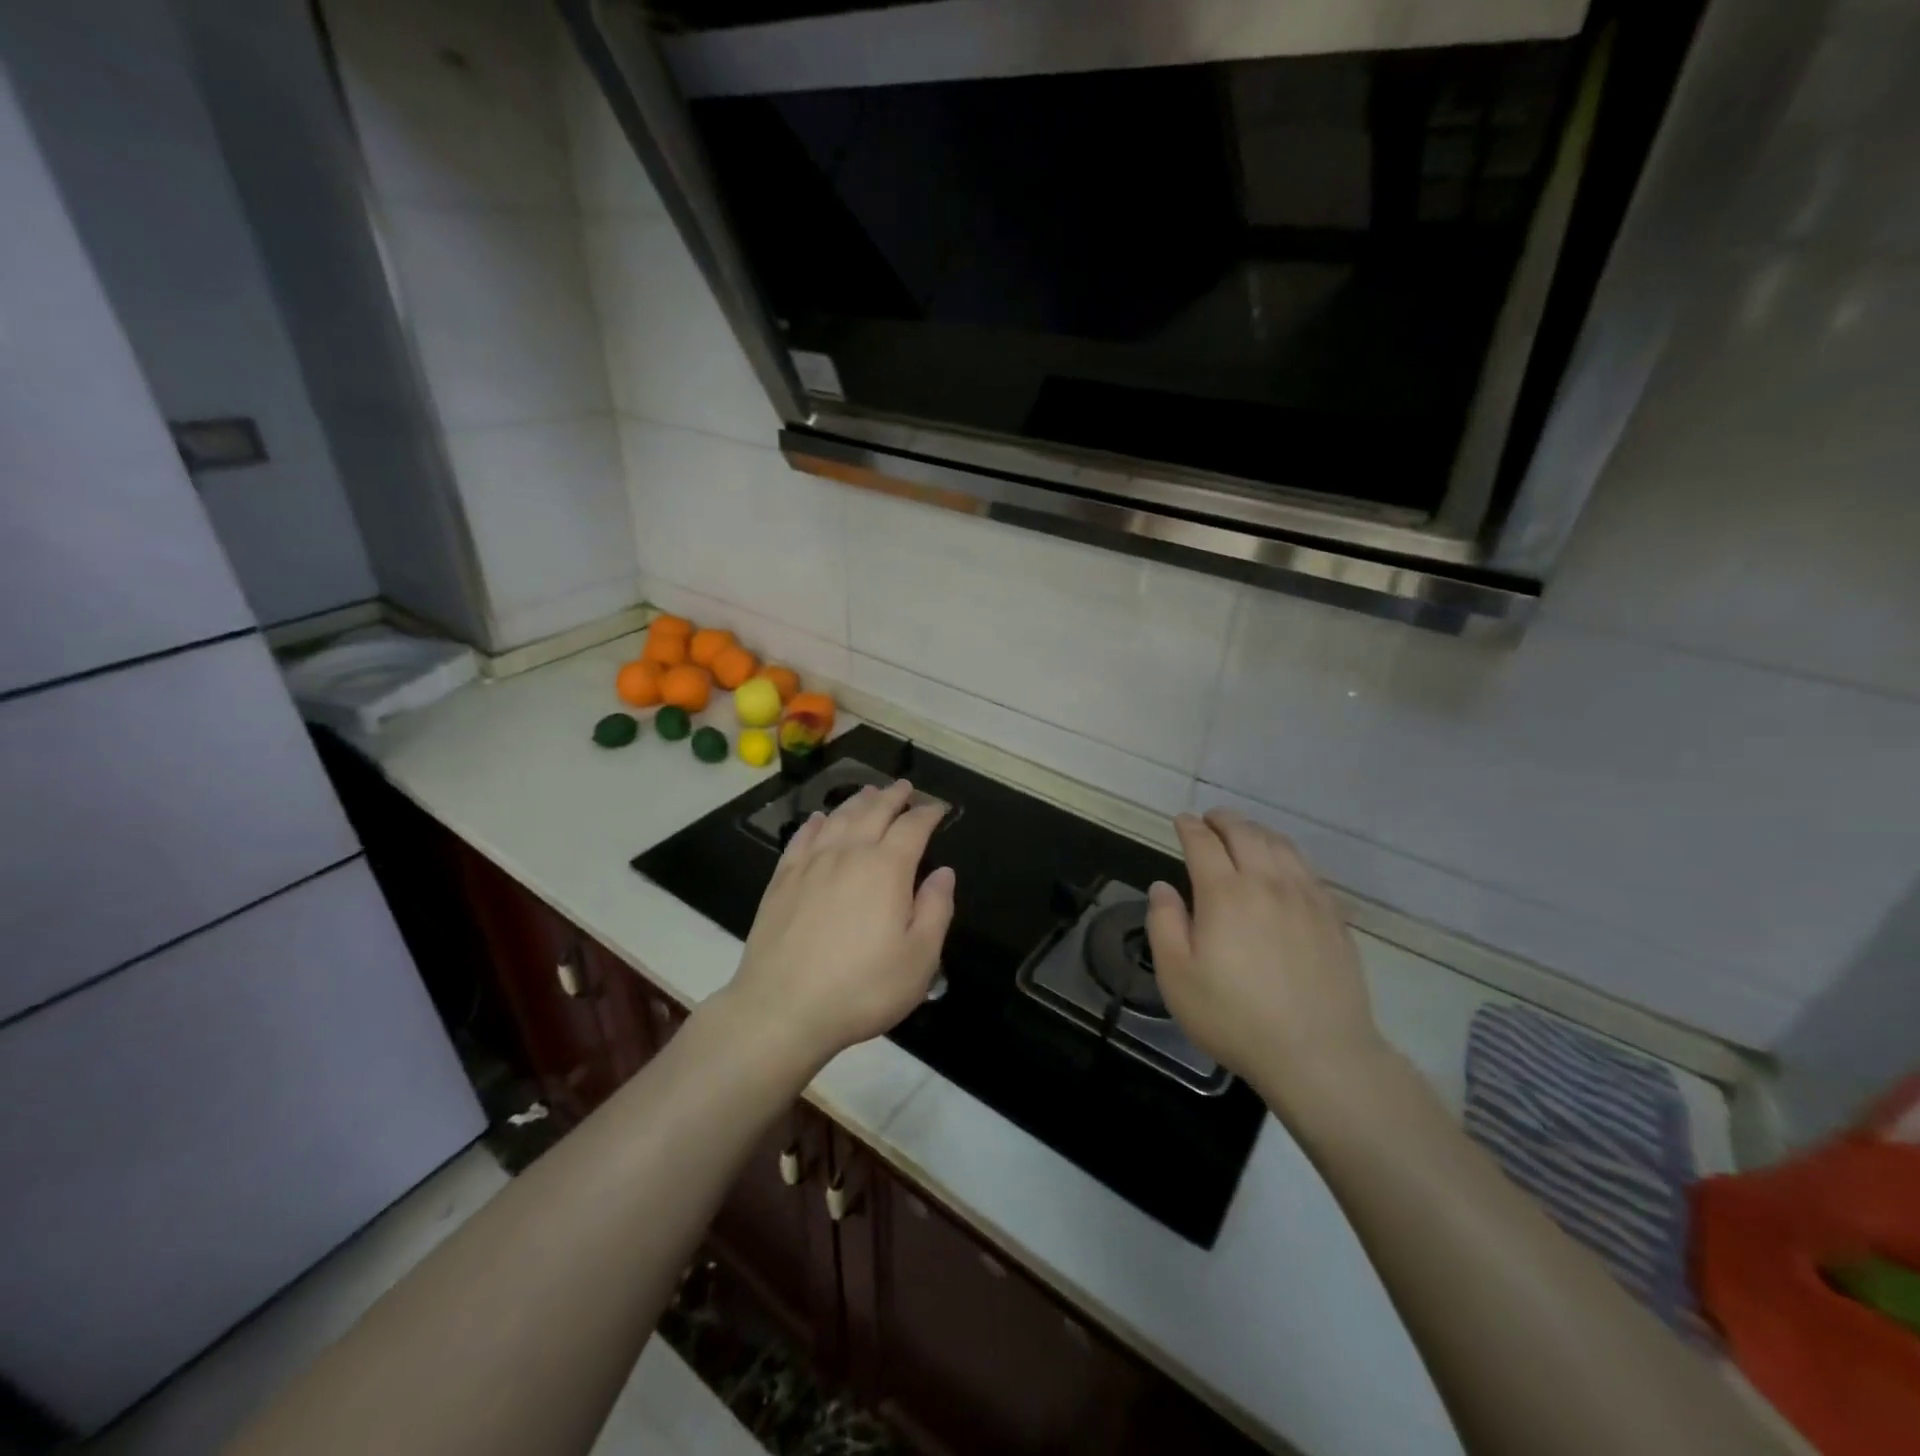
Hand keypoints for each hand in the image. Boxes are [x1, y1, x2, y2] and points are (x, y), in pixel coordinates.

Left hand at [727, 780, 954, 1072]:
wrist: (782, 1008)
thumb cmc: (861, 988)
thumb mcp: (919, 959)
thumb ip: (936, 910)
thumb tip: (943, 872)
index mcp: (887, 869)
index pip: (912, 827)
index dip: (928, 813)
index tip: (938, 808)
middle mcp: (848, 854)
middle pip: (873, 812)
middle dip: (893, 797)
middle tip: (904, 787)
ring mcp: (810, 865)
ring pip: (837, 818)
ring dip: (857, 801)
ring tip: (869, 792)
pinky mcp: (782, 881)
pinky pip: (801, 838)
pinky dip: (814, 823)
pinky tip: (817, 819)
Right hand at [1146, 809, 1385, 1100]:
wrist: (1318, 1053)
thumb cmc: (1233, 1017)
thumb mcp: (1177, 976)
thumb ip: (1164, 924)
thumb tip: (1162, 887)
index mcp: (1224, 894)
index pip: (1203, 843)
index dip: (1189, 827)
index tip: (1181, 821)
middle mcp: (1266, 883)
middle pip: (1245, 834)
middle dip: (1224, 820)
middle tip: (1210, 819)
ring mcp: (1306, 898)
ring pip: (1281, 846)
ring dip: (1257, 831)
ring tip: (1245, 833)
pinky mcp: (1333, 917)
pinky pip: (1308, 870)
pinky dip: (1288, 855)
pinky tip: (1284, 867)